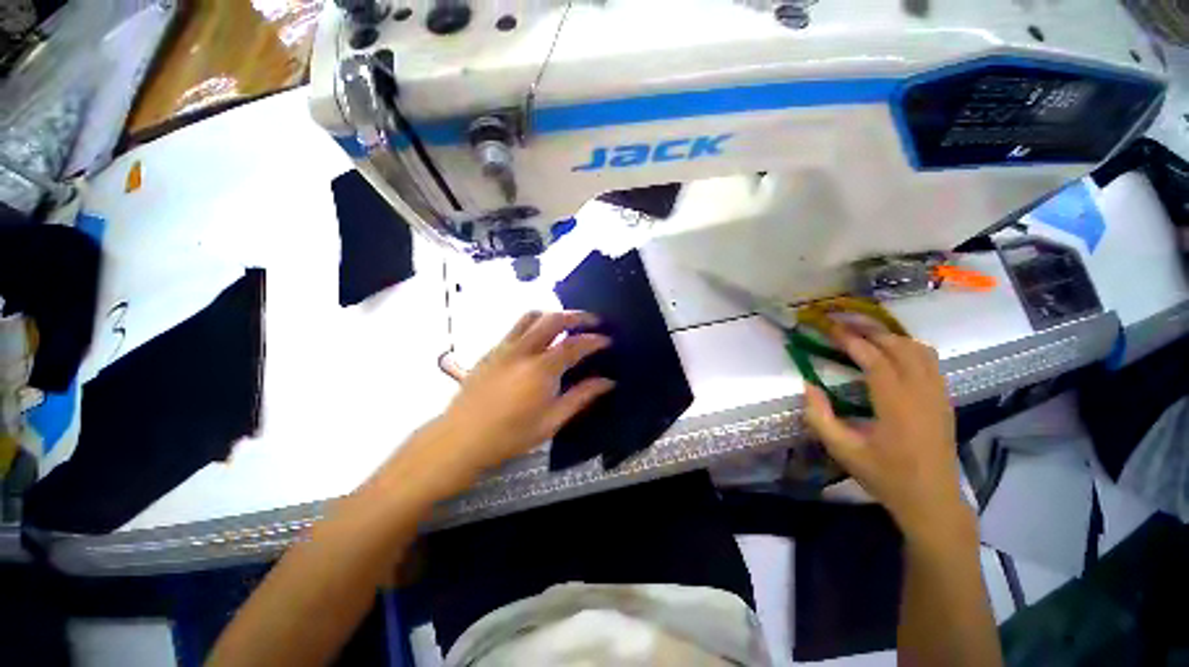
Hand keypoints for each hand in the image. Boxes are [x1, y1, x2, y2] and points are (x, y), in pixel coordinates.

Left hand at [431, 311, 613, 477]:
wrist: (460, 439)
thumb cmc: (510, 436)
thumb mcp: (551, 422)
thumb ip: (580, 397)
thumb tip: (608, 382)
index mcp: (541, 370)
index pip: (574, 345)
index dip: (594, 340)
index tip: (607, 340)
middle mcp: (523, 350)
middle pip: (553, 319)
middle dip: (577, 316)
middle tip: (593, 320)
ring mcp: (504, 347)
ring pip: (531, 316)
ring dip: (554, 314)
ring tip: (567, 323)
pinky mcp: (491, 350)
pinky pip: (516, 326)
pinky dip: (535, 323)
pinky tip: (540, 337)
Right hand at [803, 327, 970, 540]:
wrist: (933, 500)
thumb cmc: (886, 476)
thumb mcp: (843, 451)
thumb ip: (820, 417)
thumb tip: (808, 386)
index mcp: (897, 406)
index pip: (876, 360)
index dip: (851, 341)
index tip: (830, 329)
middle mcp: (922, 393)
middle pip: (900, 347)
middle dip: (870, 330)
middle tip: (843, 323)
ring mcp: (938, 395)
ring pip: (919, 350)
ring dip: (891, 336)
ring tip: (864, 333)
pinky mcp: (944, 399)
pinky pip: (930, 361)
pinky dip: (909, 347)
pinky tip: (891, 351)